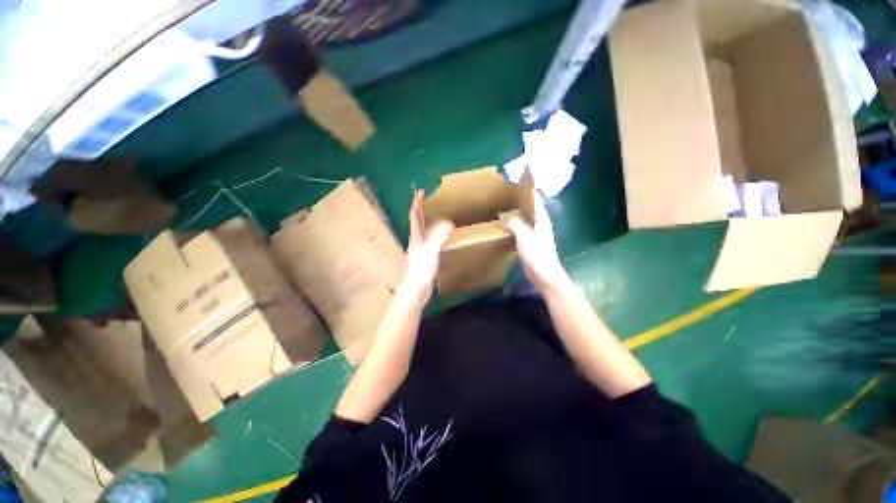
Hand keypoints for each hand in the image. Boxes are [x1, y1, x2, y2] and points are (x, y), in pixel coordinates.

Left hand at [399, 189, 453, 304]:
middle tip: (425, 198)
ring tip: (432, 214)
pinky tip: (438, 237)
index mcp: (416, 237)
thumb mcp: (431, 252)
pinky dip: (433, 232)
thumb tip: (449, 224)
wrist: (415, 291)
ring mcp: (419, 249)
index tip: (420, 191)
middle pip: (417, 221)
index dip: (417, 203)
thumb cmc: (421, 271)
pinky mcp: (424, 257)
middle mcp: (416, 241)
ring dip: (425, 220)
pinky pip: (428, 239)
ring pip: (422, 230)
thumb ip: (439, 238)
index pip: (415, 216)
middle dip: (420, 208)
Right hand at [506, 191, 572, 293]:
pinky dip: (512, 226)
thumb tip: (503, 214)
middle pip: (529, 208)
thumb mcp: (524, 237)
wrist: (544, 275)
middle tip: (505, 194)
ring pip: (523, 219)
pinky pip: (520, 230)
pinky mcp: (529, 243)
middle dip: (519, 201)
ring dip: (515, 214)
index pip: (535, 200)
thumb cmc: (537, 255)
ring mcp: (535, 234)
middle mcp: (539, 224)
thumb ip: (514, 224)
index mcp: (542, 220)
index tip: (517, 182)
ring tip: (502, 208)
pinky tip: (504, 226)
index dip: (528, 191)